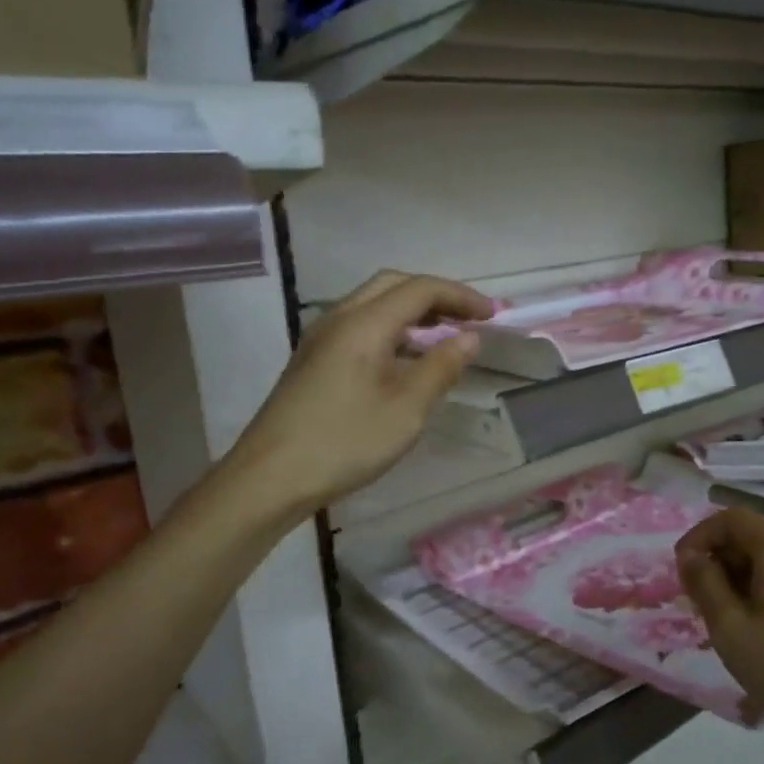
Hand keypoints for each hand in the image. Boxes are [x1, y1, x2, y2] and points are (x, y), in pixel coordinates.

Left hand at [223, 271, 492, 517]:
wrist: (270, 477)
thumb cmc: (344, 442)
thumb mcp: (406, 409)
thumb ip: (440, 367)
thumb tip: (469, 338)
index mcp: (363, 323)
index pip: (419, 289)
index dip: (460, 296)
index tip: (493, 315)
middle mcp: (339, 319)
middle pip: (393, 286)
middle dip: (436, 296)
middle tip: (468, 318)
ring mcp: (321, 339)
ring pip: (373, 305)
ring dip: (412, 312)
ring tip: (444, 336)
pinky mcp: (313, 360)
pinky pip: (359, 327)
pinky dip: (392, 330)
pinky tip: (406, 360)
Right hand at [676, 508, 763, 757]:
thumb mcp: (730, 627)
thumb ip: (704, 583)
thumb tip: (690, 556)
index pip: (730, 519)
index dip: (699, 537)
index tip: (681, 569)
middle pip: (753, 536)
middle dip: (720, 559)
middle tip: (700, 600)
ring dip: (742, 576)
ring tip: (727, 617)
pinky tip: (761, 625)